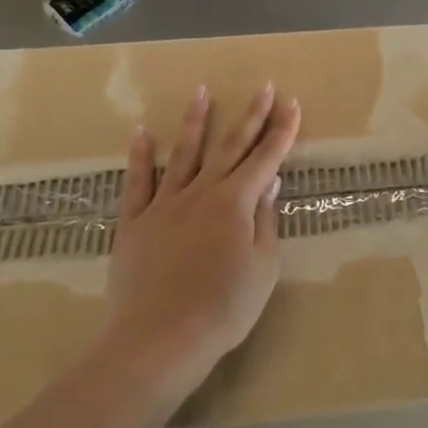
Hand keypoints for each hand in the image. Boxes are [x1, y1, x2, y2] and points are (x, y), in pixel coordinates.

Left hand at [100, 85, 300, 402]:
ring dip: (195, 122)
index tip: (292, 103)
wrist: (159, 340)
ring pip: (183, 154)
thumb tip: (268, 183)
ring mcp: (165, 204)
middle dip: (250, 116)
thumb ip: (265, 221)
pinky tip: (141, 134)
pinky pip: (138, 183)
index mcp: (236, 202)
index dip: (282, 131)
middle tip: (263, 87)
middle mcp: (202, 192)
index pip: (266, 158)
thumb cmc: (223, 309)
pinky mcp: (135, 222)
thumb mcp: (263, 268)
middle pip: (230, 147)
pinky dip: (140, 157)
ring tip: (201, 92)